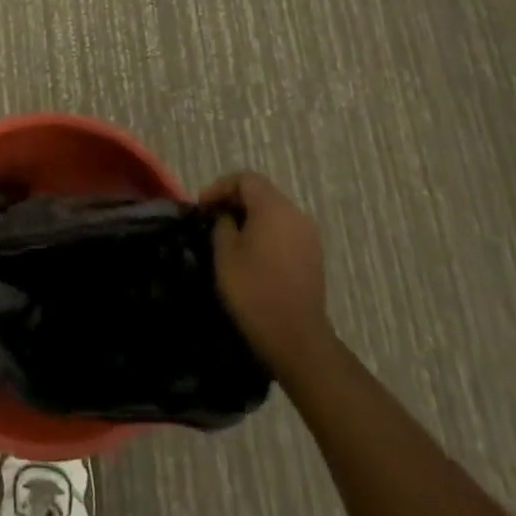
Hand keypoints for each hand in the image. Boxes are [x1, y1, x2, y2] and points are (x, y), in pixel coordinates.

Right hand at [204, 171, 331, 371]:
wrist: (295, 336)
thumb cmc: (254, 290)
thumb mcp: (225, 254)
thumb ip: (223, 224)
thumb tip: (226, 216)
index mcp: (274, 208)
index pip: (246, 179)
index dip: (220, 187)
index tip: (202, 206)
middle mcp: (296, 214)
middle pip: (262, 193)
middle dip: (235, 200)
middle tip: (212, 218)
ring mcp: (308, 235)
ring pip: (275, 212)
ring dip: (251, 217)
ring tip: (229, 236)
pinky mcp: (313, 256)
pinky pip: (285, 231)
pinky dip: (266, 232)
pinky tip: (252, 253)